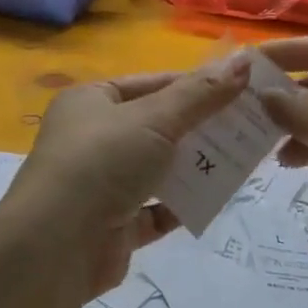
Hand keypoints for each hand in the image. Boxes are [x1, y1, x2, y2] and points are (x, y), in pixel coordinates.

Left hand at [5, 54, 253, 299]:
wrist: (56, 246)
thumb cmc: (103, 162)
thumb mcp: (155, 118)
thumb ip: (201, 94)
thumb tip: (244, 61)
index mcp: (92, 101)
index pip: (151, 84)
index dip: (194, 85)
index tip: (239, 90)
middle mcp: (93, 138)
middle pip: (157, 127)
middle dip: (200, 128)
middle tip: (250, 127)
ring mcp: (101, 184)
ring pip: (158, 169)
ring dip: (194, 167)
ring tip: (242, 162)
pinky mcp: (112, 226)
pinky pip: (155, 210)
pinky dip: (181, 206)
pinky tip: (214, 201)